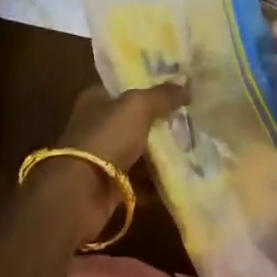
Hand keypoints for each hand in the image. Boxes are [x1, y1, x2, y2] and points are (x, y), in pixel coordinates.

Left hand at [34, 83, 185, 242]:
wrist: (80, 193)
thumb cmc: (106, 137)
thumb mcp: (138, 106)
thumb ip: (162, 94)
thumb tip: (187, 84)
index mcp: (96, 99)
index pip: (126, 87)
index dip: (150, 85)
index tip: (179, 88)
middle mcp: (98, 125)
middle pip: (135, 119)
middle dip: (162, 121)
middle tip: (193, 118)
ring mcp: (103, 156)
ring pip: (139, 149)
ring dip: (162, 152)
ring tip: (196, 147)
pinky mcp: (111, 184)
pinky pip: (140, 179)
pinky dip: (158, 180)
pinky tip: (184, 176)